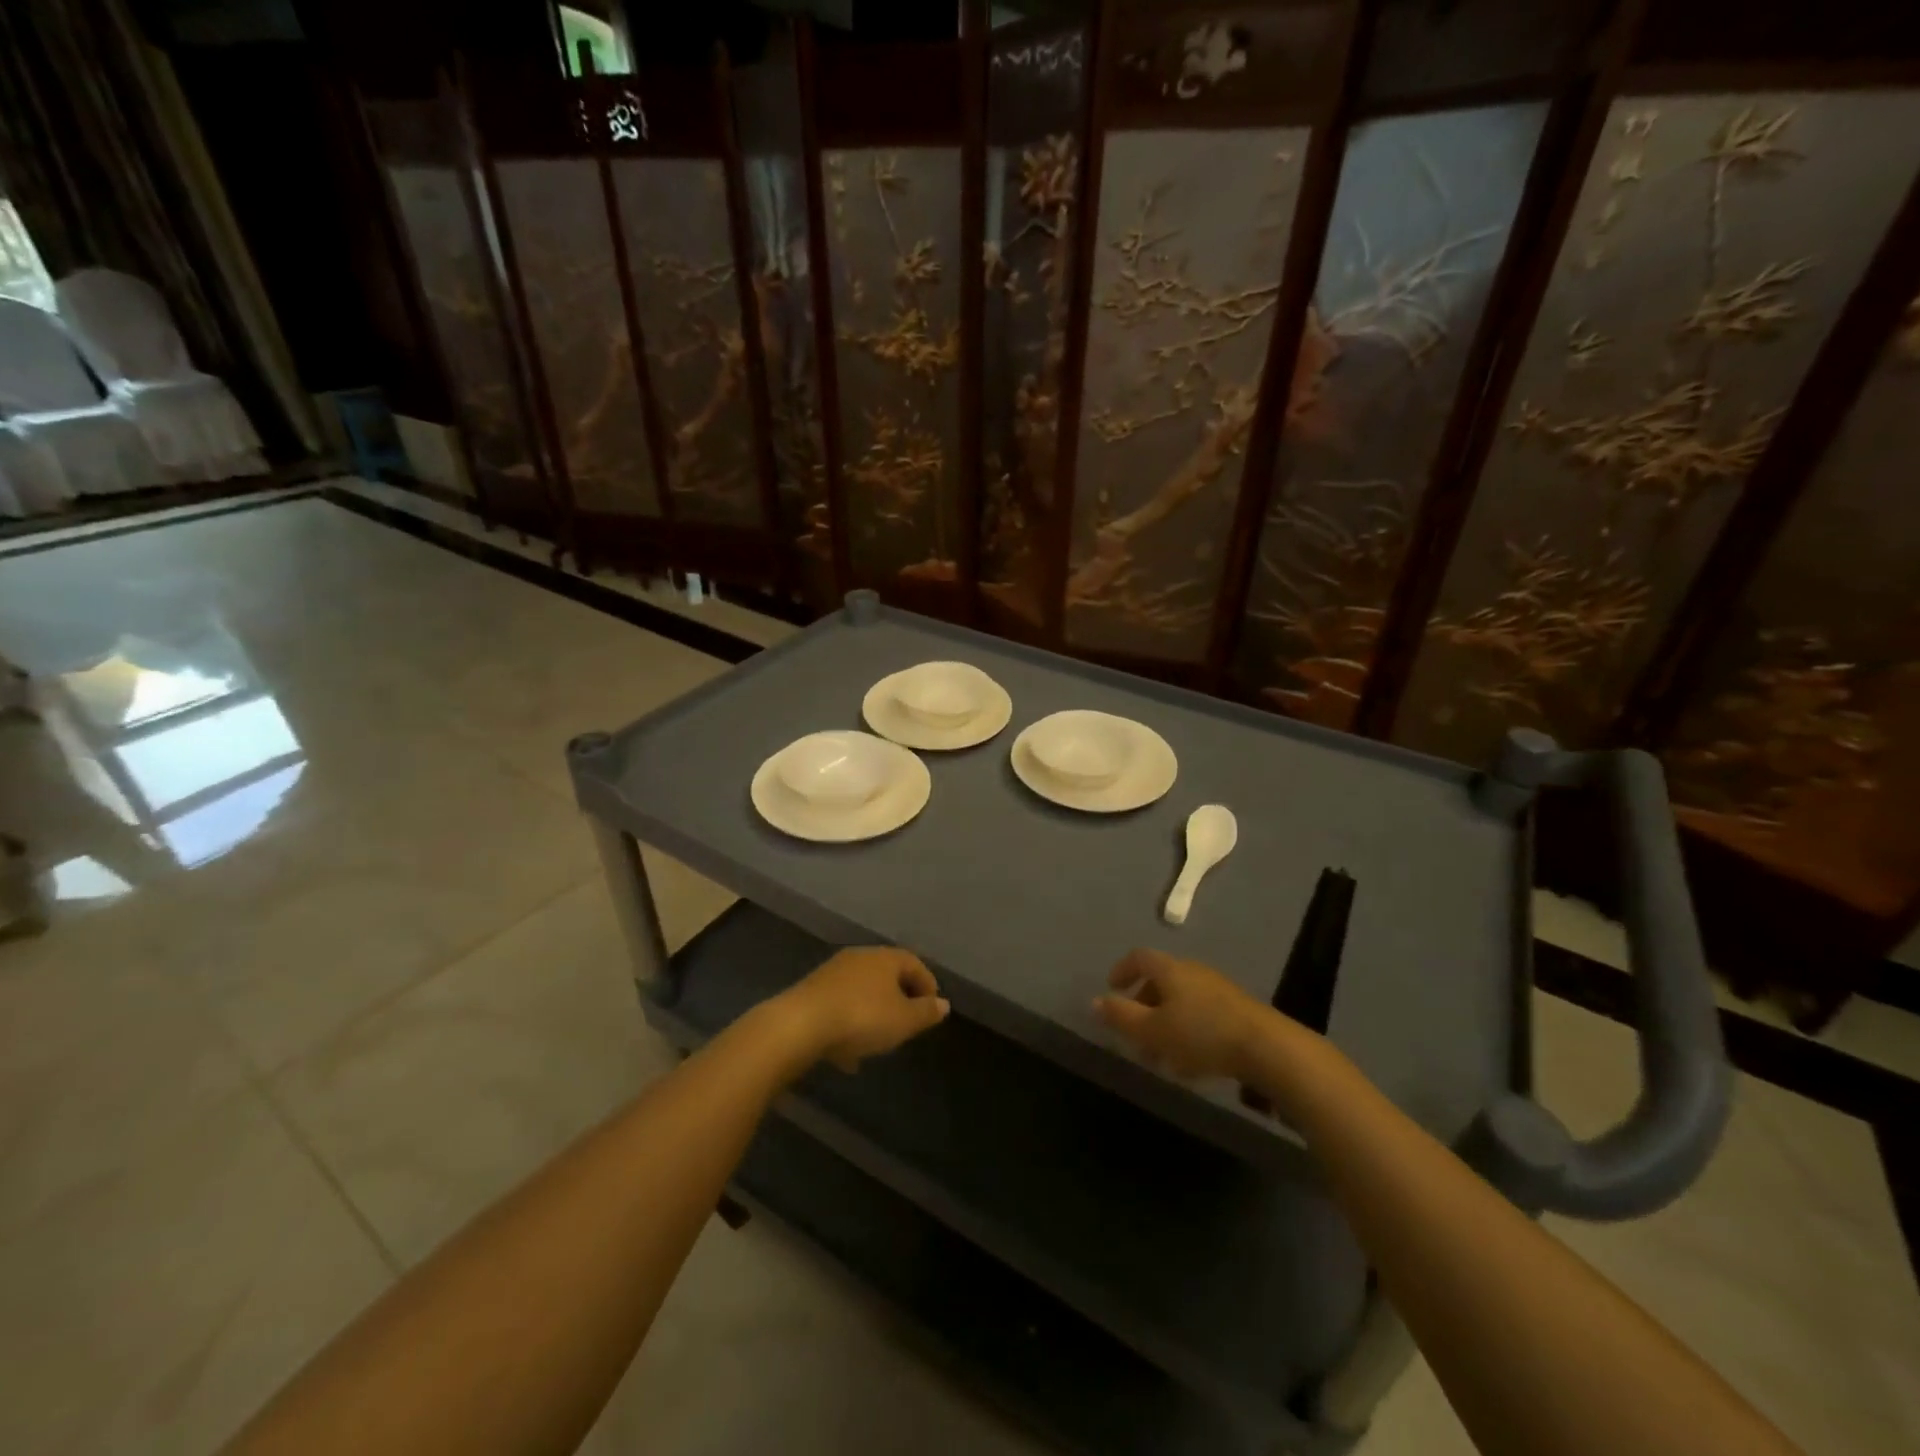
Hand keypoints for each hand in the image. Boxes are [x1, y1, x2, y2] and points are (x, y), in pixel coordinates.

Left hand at [779, 947, 949, 1071]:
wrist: (799, 1025)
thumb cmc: (861, 1018)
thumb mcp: (903, 1021)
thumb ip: (925, 1012)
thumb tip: (943, 1004)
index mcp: (885, 957)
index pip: (914, 963)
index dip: (927, 984)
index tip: (931, 1009)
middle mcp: (859, 957)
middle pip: (886, 974)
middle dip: (898, 998)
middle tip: (906, 1023)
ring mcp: (832, 973)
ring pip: (861, 991)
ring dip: (872, 1012)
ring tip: (878, 1042)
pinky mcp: (810, 992)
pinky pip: (839, 1005)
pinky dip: (848, 1023)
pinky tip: (847, 1054)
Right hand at [1093, 948, 1267, 1080]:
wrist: (1267, 1047)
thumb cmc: (1200, 1034)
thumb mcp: (1152, 1030)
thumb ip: (1120, 1016)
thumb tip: (1094, 1001)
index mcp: (1170, 969)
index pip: (1139, 957)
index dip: (1122, 970)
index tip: (1112, 989)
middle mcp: (1193, 971)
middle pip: (1161, 980)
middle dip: (1144, 1005)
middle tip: (1135, 1033)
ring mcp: (1218, 989)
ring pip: (1182, 1000)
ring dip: (1166, 1022)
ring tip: (1161, 1056)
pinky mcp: (1238, 1009)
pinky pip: (1202, 1013)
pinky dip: (1188, 1030)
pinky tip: (1192, 1061)